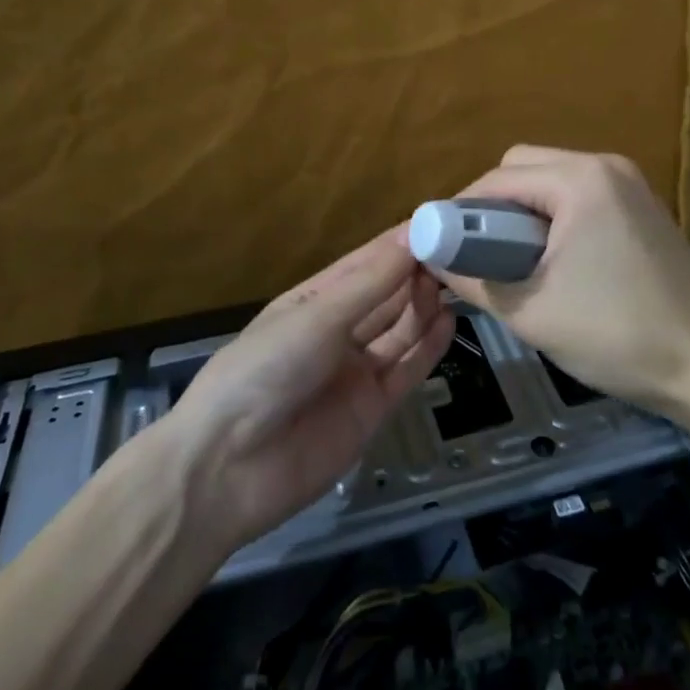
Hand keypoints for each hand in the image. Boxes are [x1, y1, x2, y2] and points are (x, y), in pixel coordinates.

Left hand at [160, 227, 454, 554]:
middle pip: (387, 295)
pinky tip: (449, 321)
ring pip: (401, 329)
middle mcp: (337, 330)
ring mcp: (355, 370)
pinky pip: (406, 369)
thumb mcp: (317, 318)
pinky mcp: (371, 408)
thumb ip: (371, 283)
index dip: (401, 243)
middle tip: (462, 251)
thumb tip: (413, 236)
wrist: (227, 469)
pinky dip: (428, 346)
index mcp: (315, 300)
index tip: (443, 220)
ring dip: (426, 305)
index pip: (367, 262)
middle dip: (419, 272)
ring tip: (459, 281)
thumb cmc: (265, 370)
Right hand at [435, 145, 689, 411]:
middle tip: (477, 253)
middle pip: (525, 166)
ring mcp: (630, 183)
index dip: (462, 210)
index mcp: (580, 180)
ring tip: (511, 260)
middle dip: (493, 205)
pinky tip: (553, 258)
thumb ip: (472, 279)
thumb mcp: (530, 311)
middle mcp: (606, 166)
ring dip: (524, 211)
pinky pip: (581, 195)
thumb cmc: (615, 335)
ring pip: (553, 179)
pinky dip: (555, 216)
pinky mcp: (643, 205)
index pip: (499, 178)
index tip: (441, 244)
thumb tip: (431, 258)